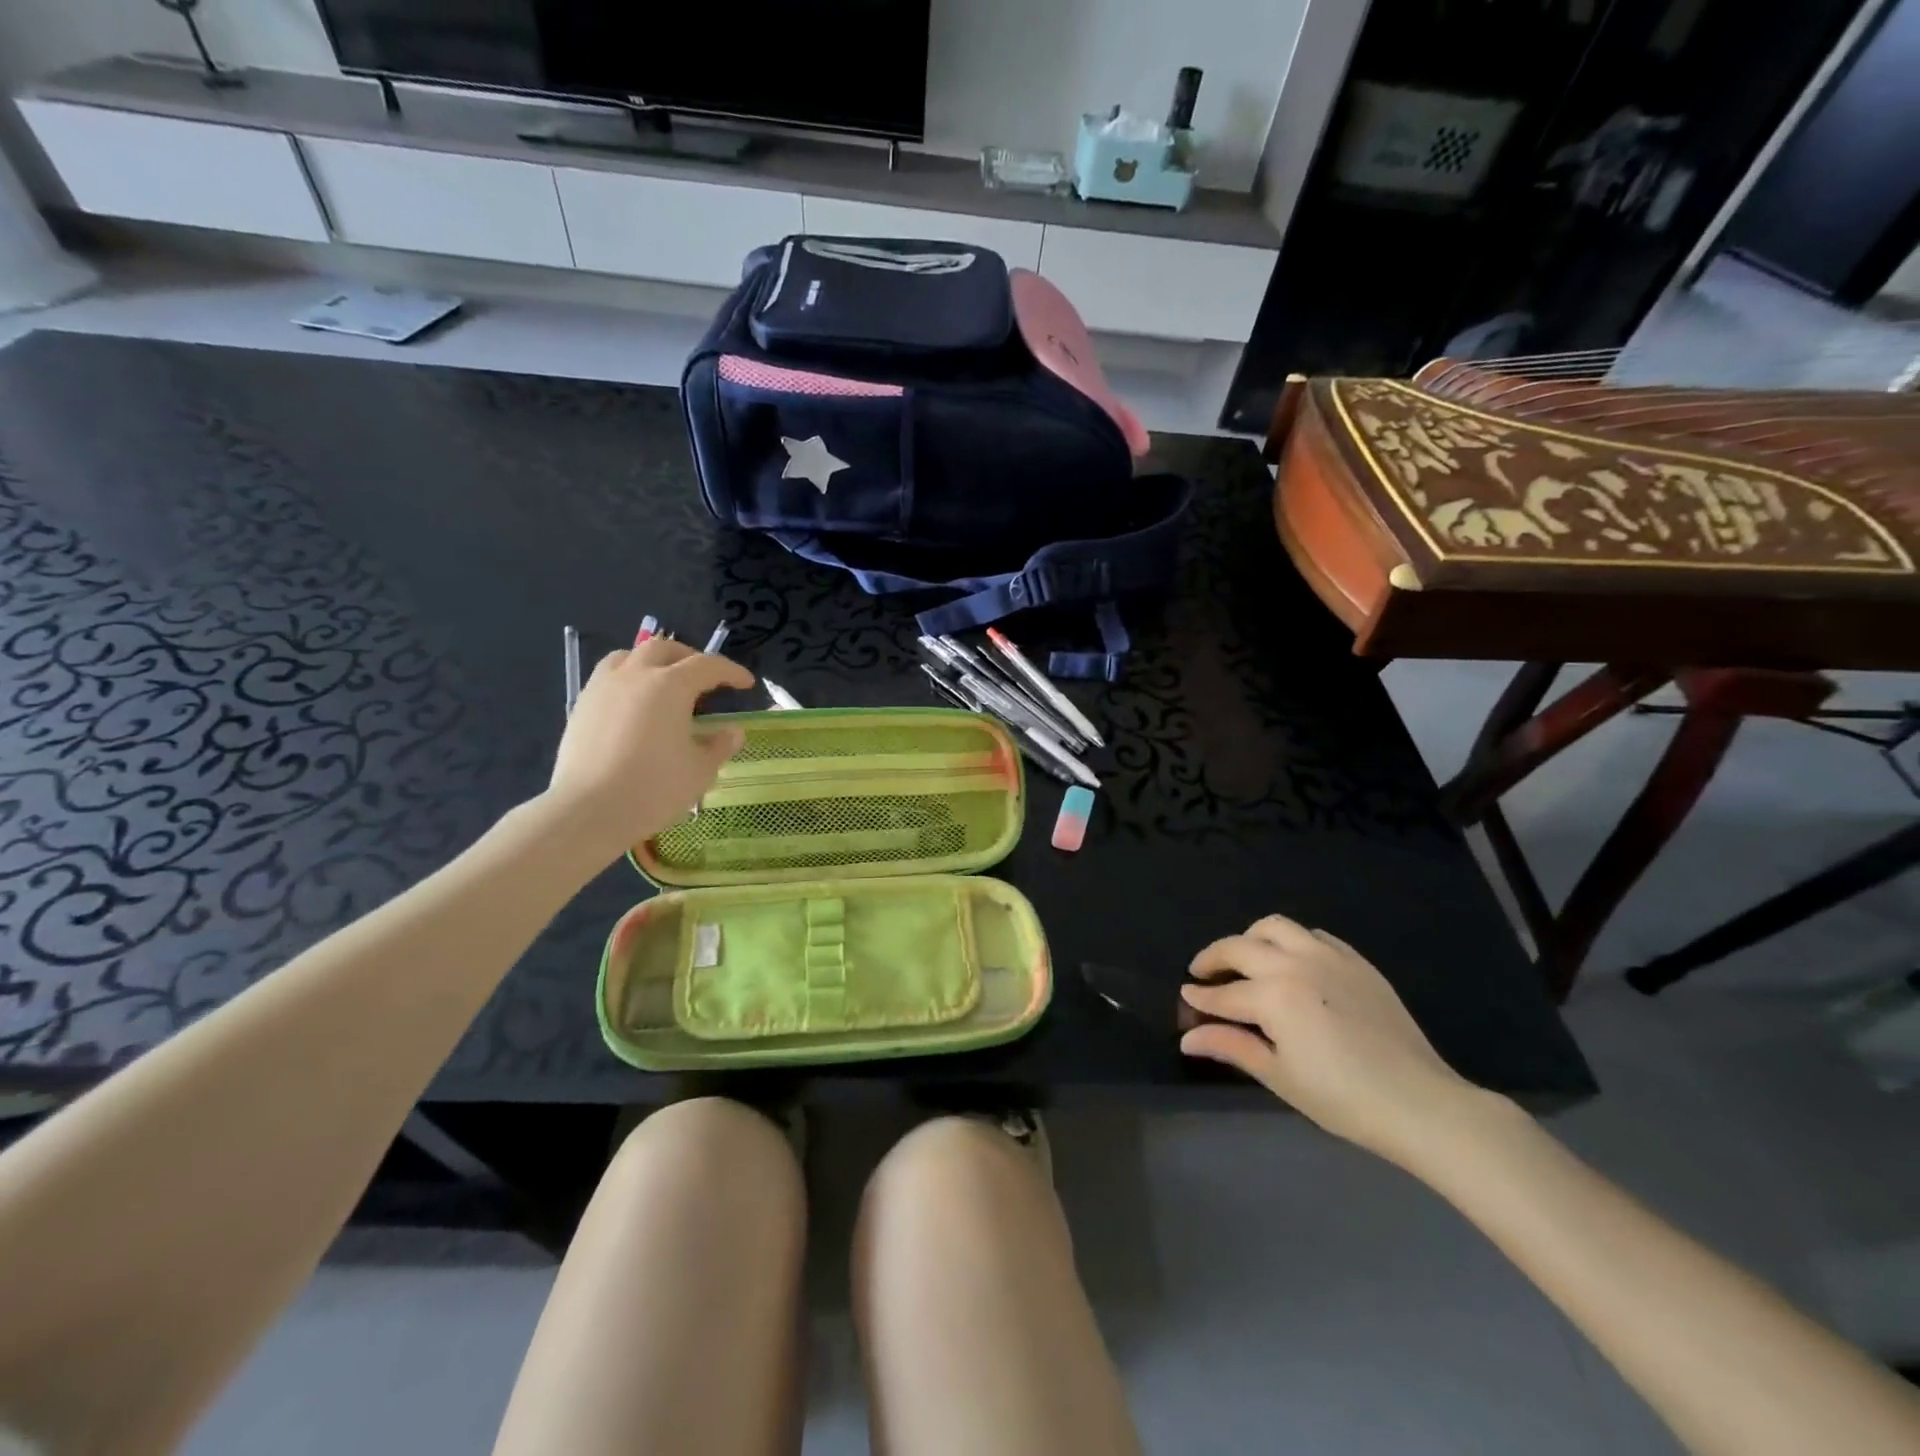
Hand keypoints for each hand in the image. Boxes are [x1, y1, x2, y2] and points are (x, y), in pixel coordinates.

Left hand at [543, 637, 754, 860]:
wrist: (588, 810)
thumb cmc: (654, 788)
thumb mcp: (700, 770)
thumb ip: (720, 745)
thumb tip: (733, 732)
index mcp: (670, 686)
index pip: (708, 666)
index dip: (731, 671)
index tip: (746, 683)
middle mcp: (635, 675)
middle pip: (664, 649)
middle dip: (690, 657)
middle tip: (705, 679)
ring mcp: (603, 688)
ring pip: (629, 655)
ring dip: (652, 661)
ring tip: (663, 682)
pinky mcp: (581, 707)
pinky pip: (607, 677)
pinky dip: (627, 679)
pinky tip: (633, 705)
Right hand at [1180, 914, 1481, 1169]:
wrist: (1420, 1103)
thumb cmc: (1343, 1098)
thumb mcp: (1280, 1076)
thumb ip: (1231, 1046)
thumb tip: (1188, 1037)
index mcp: (1273, 995)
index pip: (1223, 993)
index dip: (1200, 999)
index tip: (1185, 999)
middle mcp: (1295, 963)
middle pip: (1240, 947)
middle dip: (1214, 958)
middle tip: (1202, 974)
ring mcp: (1328, 956)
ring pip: (1275, 927)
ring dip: (1251, 939)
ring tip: (1245, 959)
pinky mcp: (1355, 961)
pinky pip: (1314, 935)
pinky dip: (1292, 942)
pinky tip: (1292, 964)